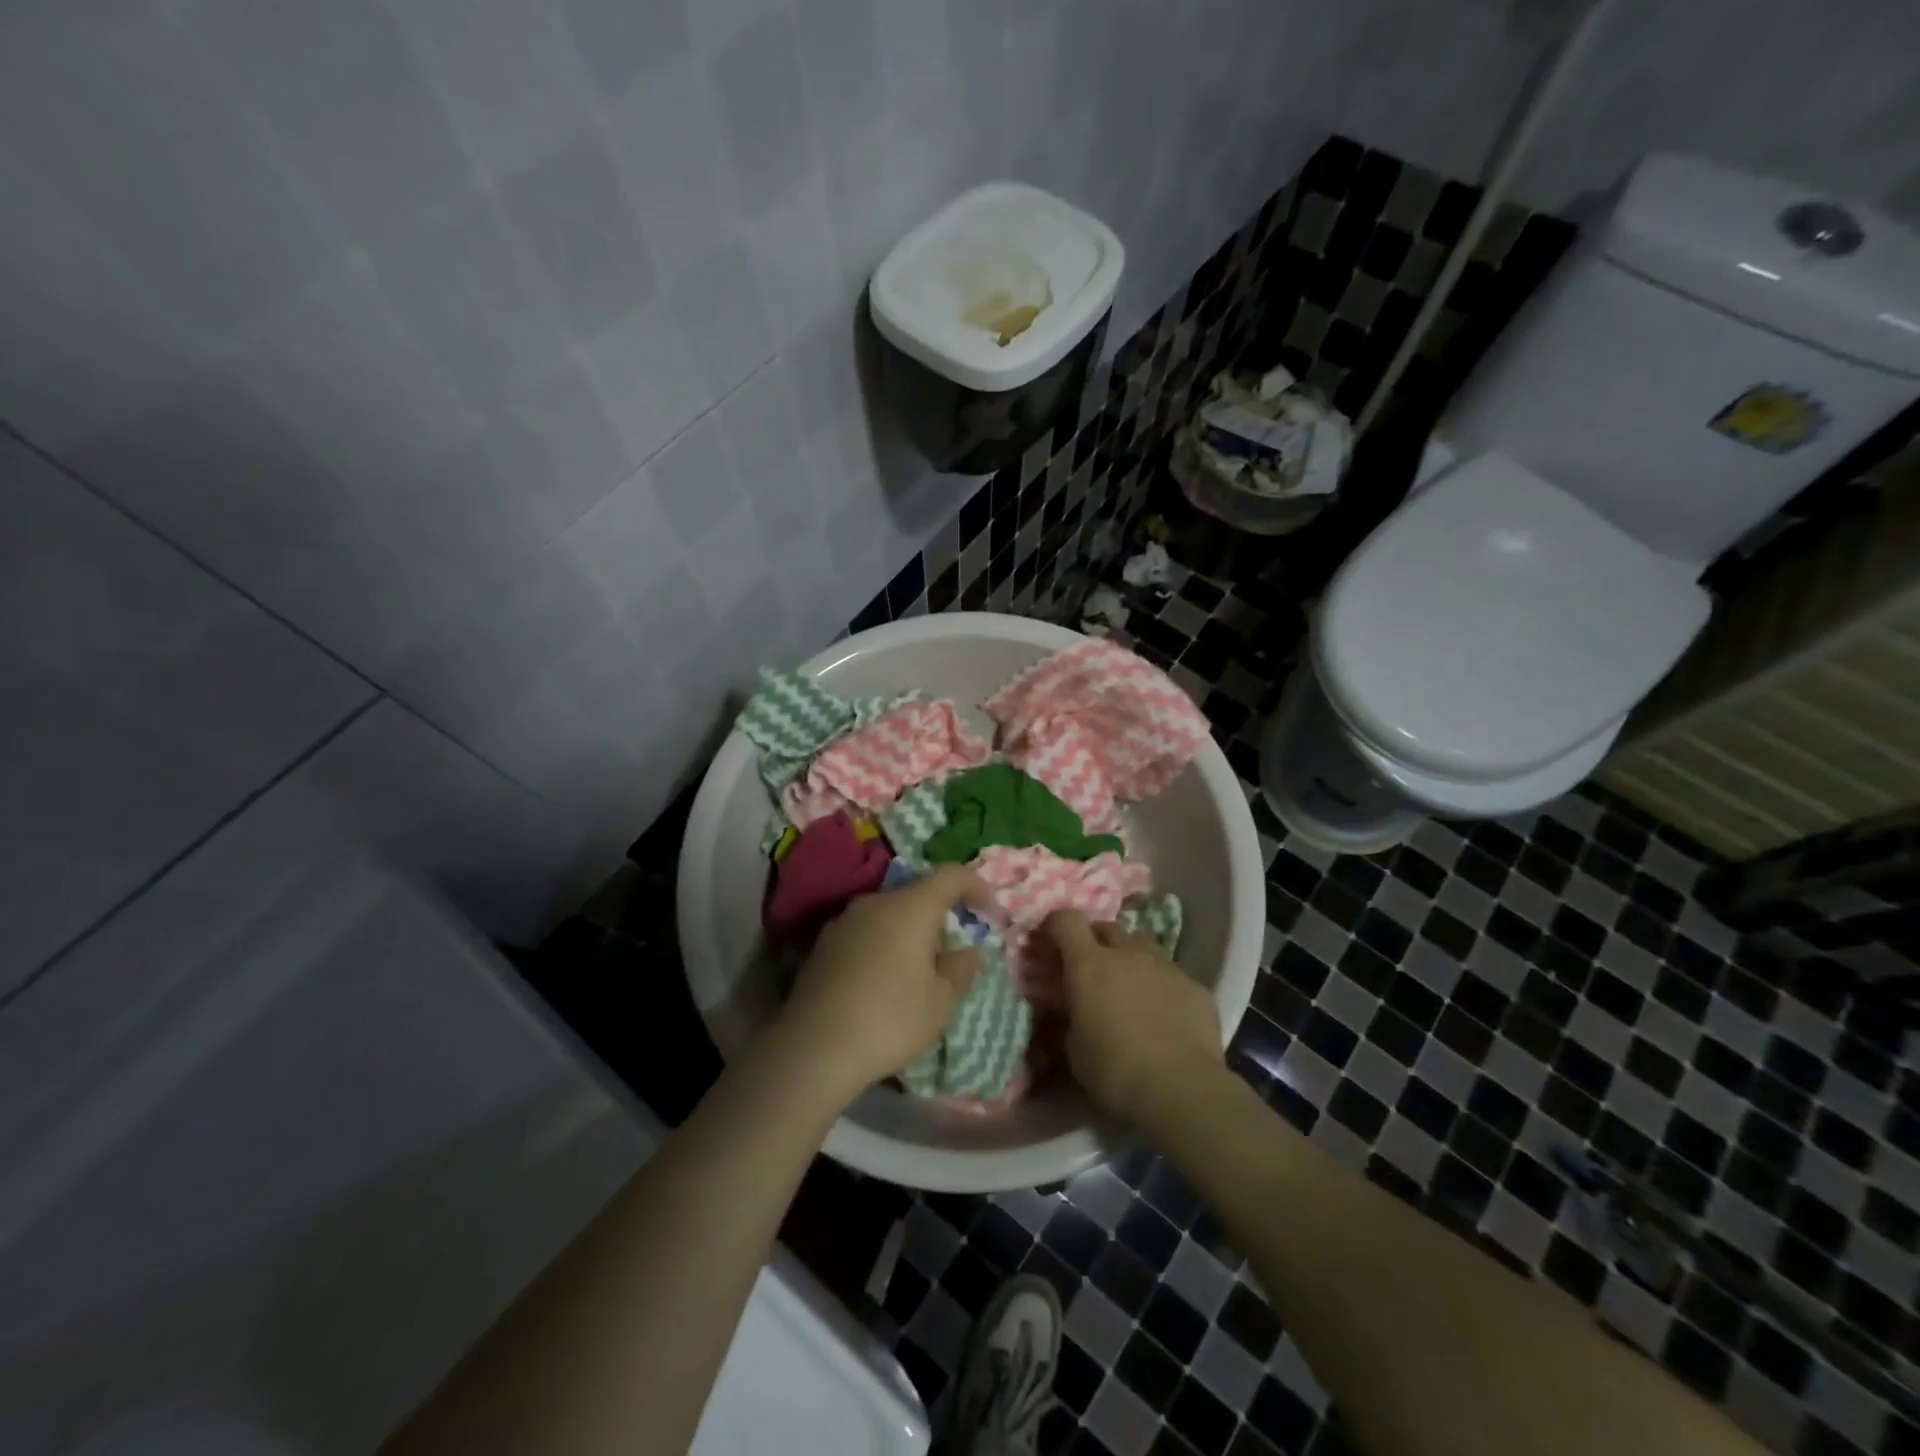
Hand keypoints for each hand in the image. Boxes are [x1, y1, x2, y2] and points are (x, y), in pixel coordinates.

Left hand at [775, 865, 993, 1106]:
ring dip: (909, 934)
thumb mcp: (942, 1001)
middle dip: (941, 919)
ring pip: (890, 914)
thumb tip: (965, 950)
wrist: (814, 1046)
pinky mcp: (823, 943)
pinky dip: (883, 946)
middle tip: (950, 959)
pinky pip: (866, 932)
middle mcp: (876, 901)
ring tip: (915, 976)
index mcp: (911, 906)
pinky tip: (881, 985)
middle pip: (918, 895)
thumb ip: (961, 968)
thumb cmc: (890, 1019)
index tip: (991, 916)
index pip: (952, 875)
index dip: (978, 888)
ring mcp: (845, 920)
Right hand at [1042, 910, 1222, 1123]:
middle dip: (1097, 943)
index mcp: (1089, 964)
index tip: (1053, 943)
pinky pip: (1173, 976)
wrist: (1181, 1089)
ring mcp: (1166, 966)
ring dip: (1132, 960)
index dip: (1057, 927)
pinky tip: (1166, 1016)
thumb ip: (1070, 1018)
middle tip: (1093, 972)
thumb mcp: (1074, 1049)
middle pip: (1108, 928)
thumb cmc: (1115, 1070)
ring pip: (1143, 947)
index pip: (1067, 920)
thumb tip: (1069, 1012)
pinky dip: (1163, 987)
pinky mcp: (1196, 986)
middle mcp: (1128, 953)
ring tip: (1131, 990)